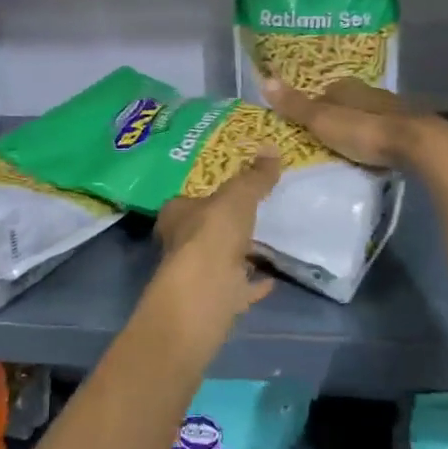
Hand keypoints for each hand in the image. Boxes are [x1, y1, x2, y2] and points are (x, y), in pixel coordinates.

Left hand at [150, 151, 280, 342]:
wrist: (208, 289)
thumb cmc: (213, 232)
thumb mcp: (238, 196)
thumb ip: (255, 177)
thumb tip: (272, 148)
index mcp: (175, 216)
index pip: (184, 202)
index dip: (204, 197)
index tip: (225, 194)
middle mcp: (179, 245)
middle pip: (202, 232)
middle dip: (221, 227)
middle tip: (248, 217)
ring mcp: (197, 275)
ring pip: (219, 261)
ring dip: (237, 255)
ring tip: (263, 244)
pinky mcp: (215, 299)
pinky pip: (238, 288)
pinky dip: (252, 283)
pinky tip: (271, 279)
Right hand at [262, 76, 447, 188]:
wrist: (420, 145)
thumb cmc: (365, 131)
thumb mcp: (322, 120)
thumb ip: (295, 105)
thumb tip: (264, 79)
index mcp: (348, 88)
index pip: (326, 91)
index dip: (315, 104)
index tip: (306, 122)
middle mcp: (372, 93)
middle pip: (349, 103)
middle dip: (338, 116)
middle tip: (324, 136)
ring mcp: (395, 110)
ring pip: (370, 116)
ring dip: (360, 129)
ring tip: (346, 148)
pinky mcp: (411, 130)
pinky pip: (387, 133)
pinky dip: (378, 141)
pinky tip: (374, 155)